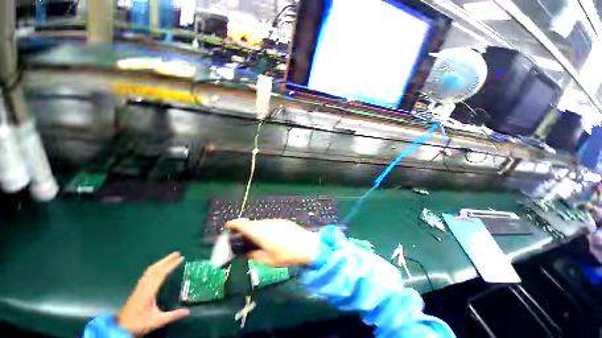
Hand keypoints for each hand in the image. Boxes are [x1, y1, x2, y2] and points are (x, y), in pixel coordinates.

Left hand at [117, 252, 189, 334]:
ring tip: (170, 258)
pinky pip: (147, 274)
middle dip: (166, 260)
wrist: (122, 328)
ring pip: (150, 271)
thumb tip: (188, 311)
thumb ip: (173, 315)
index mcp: (149, 292)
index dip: (172, 265)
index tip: (181, 258)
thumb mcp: (157, 321)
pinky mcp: (138, 289)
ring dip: (160, 262)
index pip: (161, 274)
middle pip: (155, 269)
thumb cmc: (140, 323)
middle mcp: (144, 287)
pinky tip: (158, 268)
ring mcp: (140, 287)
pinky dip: (155, 267)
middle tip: (177, 253)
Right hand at [227, 219, 319, 266]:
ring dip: (256, 230)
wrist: (306, 245)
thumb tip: (246, 253)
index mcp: (259, 232)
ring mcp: (275, 221)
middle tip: (244, 242)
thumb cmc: (285, 255)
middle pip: (251, 224)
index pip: (242, 224)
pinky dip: (265, 229)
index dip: (233, 224)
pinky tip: (272, 238)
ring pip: (260, 224)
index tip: (227, 227)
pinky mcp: (282, 221)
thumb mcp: (266, 260)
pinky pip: (269, 224)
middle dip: (245, 231)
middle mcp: (265, 223)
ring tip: (259, 242)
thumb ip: (253, 255)